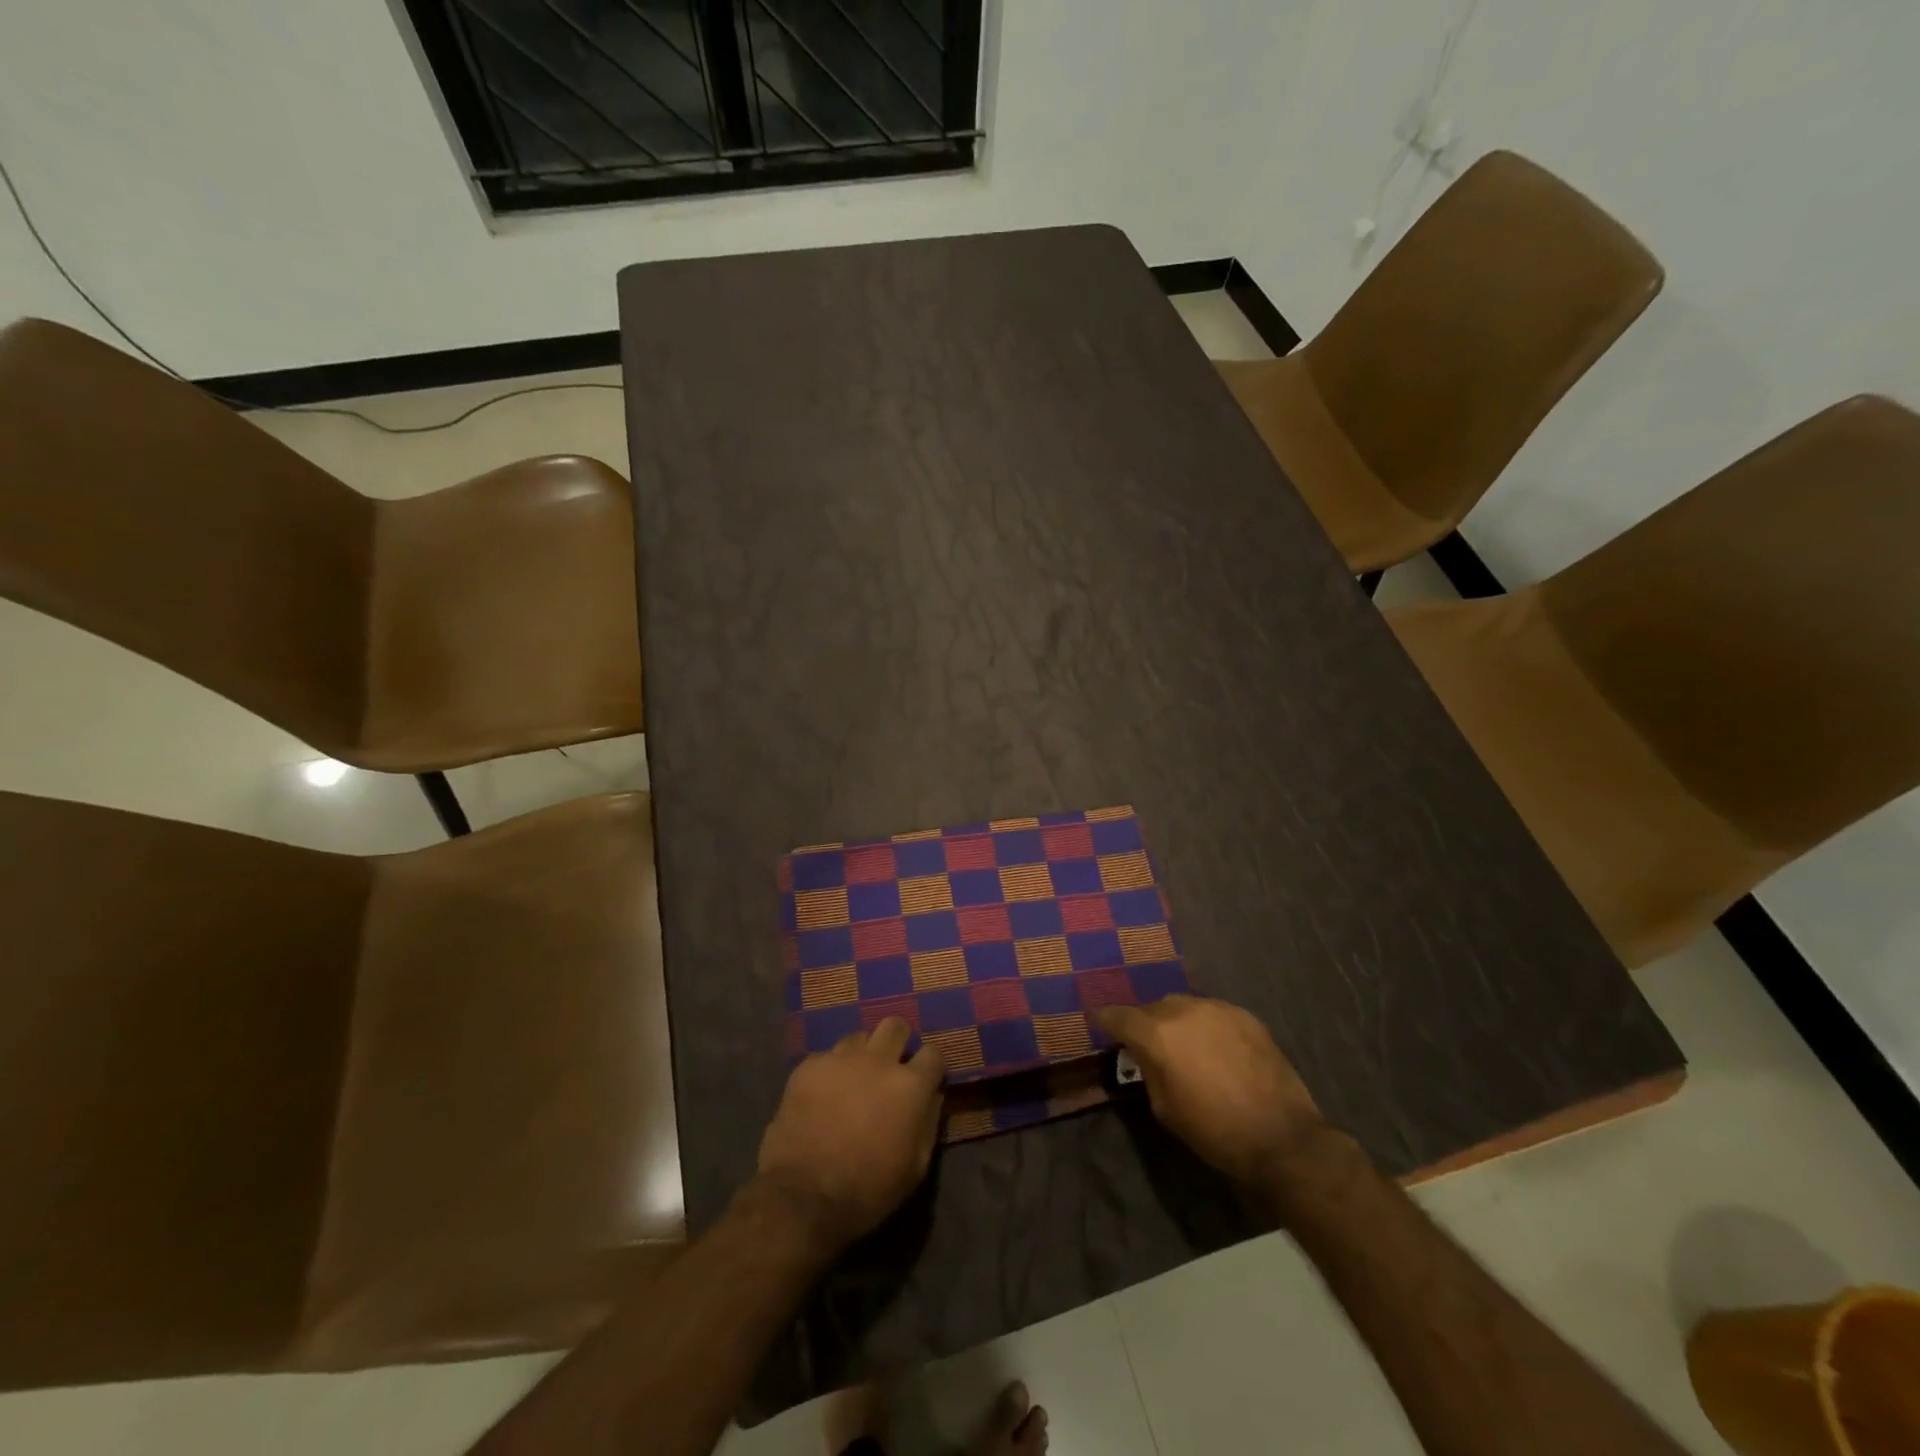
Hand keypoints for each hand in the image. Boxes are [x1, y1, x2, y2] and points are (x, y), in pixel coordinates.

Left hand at [756, 1018, 944, 1251]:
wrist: (802, 1196)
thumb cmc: (867, 1190)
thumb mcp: (915, 1169)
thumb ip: (929, 1124)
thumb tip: (932, 1096)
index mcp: (909, 1086)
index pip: (933, 1054)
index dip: (930, 1067)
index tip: (925, 1080)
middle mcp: (878, 1061)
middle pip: (895, 1026)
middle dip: (897, 1042)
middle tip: (889, 1067)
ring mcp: (840, 1059)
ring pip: (858, 1037)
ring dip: (862, 1055)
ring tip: (853, 1080)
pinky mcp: (809, 1066)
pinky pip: (826, 1057)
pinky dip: (830, 1072)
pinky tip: (822, 1095)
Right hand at [1095, 995, 1320, 1183]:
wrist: (1281, 1137)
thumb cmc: (1214, 1131)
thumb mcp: (1165, 1108)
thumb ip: (1148, 1070)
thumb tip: (1144, 1054)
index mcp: (1157, 1034)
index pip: (1119, 1016)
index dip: (1106, 1020)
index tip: (1100, 1023)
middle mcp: (1183, 1010)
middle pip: (1152, 1008)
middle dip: (1146, 1023)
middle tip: (1150, 1045)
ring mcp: (1217, 1008)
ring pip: (1183, 1006)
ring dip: (1177, 1022)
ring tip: (1186, 1045)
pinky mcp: (1244, 1015)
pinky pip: (1212, 1012)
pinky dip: (1205, 1025)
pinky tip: (1216, 1048)